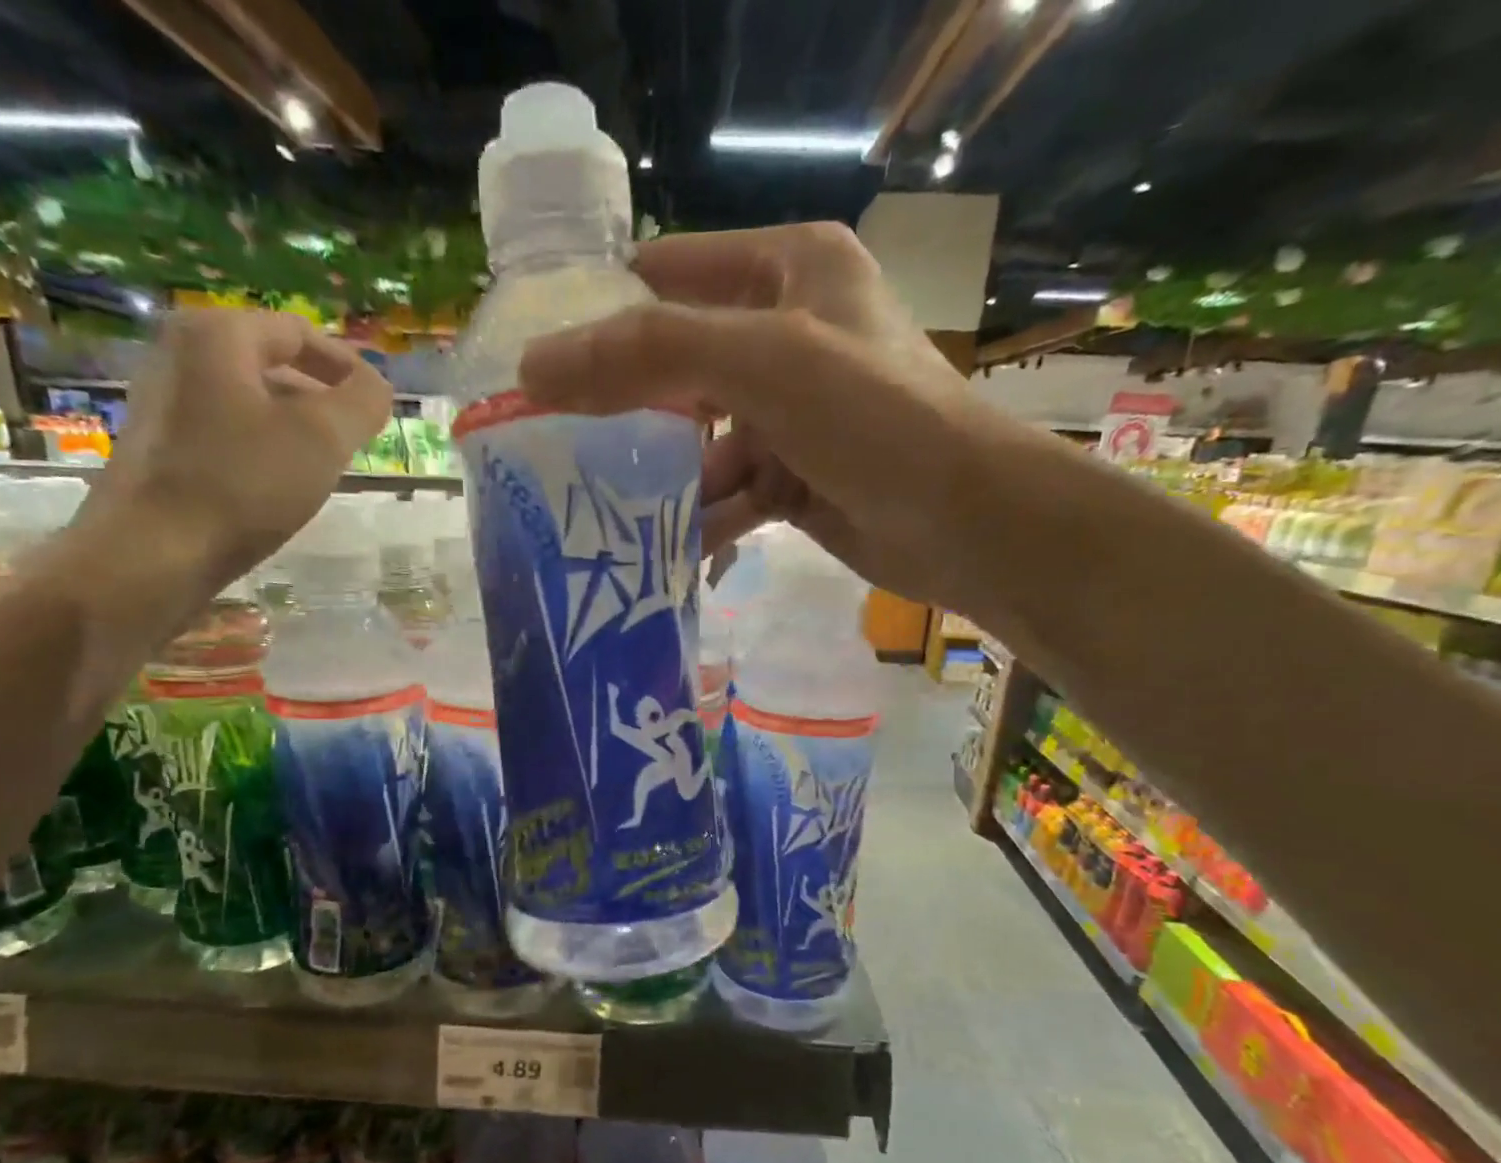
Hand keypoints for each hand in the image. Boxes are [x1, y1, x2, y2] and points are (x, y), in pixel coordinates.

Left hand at [93, 308, 392, 594]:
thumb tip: (377, 386)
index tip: (378, 404)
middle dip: (321, 396)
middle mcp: (179, 352)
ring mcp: (162, 397)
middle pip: (271, 362)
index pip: (298, 332)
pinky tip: (279, 483)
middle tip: (356, 436)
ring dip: (294, 423)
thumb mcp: (323, 438)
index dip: (347, 365)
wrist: (155, 551)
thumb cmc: (244, 484)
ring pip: (249, 398)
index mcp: (217, 336)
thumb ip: (362, 402)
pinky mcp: (158, 442)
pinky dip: (262, 443)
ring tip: (324, 463)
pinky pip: (225, 427)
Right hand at [517, 223, 1040, 606]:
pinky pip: (730, 494)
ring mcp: (792, 413)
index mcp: (787, 271)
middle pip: (680, 365)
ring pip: (702, 441)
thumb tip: (535, 367)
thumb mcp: (762, 363)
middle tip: (559, 449)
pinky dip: (703, 521)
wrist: (965, 520)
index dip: (605, 312)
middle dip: (627, 410)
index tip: (543, 365)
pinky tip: (670, 553)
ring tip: (604, 517)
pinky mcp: (795, 478)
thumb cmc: (872, 418)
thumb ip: (648, 355)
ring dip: (664, 481)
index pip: (670, 274)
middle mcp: (788, 333)